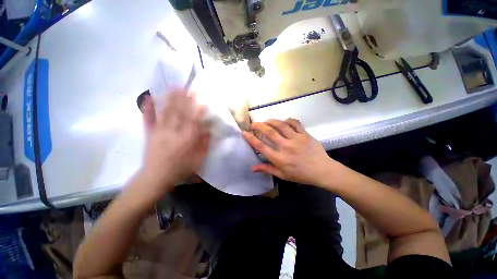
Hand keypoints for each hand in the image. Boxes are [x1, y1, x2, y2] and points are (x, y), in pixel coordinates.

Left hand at [139, 90, 209, 198]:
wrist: (155, 177)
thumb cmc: (179, 170)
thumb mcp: (197, 160)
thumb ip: (204, 145)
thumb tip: (208, 130)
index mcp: (185, 140)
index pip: (193, 122)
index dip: (198, 111)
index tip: (203, 103)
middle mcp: (172, 133)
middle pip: (179, 113)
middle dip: (185, 100)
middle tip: (190, 89)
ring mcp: (158, 132)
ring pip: (165, 112)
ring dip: (170, 98)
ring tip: (175, 88)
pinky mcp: (149, 133)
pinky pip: (148, 118)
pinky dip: (148, 107)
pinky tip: (149, 97)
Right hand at [243, 119, 338, 186]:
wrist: (322, 171)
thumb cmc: (301, 175)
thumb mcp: (282, 175)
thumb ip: (267, 169)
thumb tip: (252, 168)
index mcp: (279, 159)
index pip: (261, 146)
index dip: (251, 138)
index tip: (245, 133)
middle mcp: (286, 147)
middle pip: (269, 132)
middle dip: (258, 126)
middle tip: (253, 123)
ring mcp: (296, 139)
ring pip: (280, 125)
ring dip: (271, 121)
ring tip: (266, 120)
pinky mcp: (305, 134)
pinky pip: (295, 123)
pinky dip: (288, 120)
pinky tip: (284, 121)